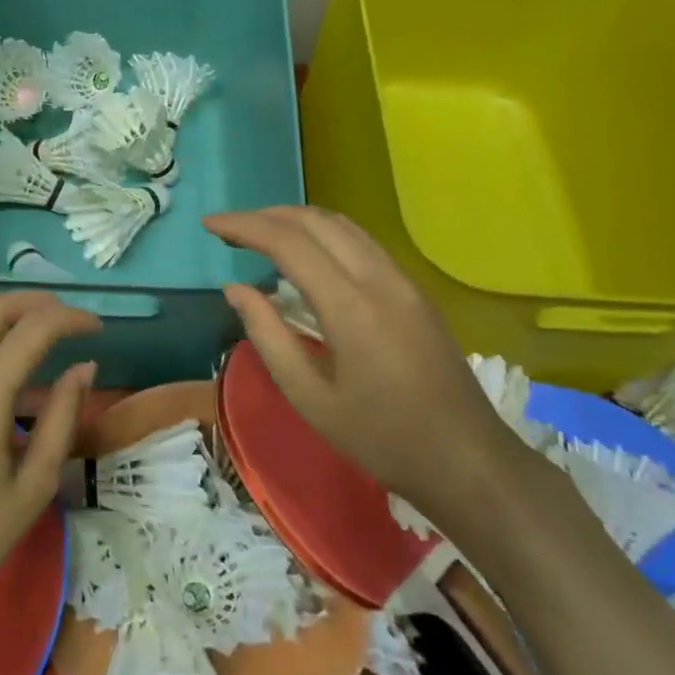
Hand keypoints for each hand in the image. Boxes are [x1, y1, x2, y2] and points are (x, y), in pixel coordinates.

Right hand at [205, 206, 524, 534]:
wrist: (466, 458)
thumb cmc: (380, 437)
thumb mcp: (309, 397)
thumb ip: (267, 336)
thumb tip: (235, 289)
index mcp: (350, 306)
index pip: (288, 243)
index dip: (244, 227)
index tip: (209, 226)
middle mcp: (378, 279)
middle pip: (316, 221)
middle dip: (267, 215)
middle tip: (228, 230)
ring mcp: (402, 281)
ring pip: (343, 225)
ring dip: (296, 220)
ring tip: (259, 233)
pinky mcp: (414, 291)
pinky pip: (362, 242)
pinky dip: (323, 234)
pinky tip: (306, 254)